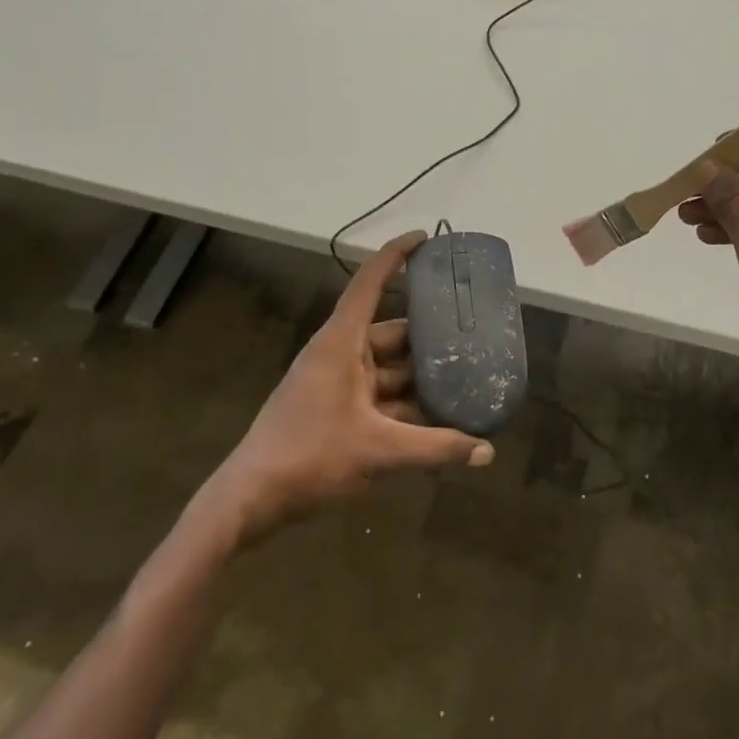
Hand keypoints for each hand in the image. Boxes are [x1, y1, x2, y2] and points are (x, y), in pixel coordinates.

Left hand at [205, 231, 493, 544]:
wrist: (251, 499)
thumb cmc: (310, 456)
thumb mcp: (379, 451)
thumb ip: (436, 448)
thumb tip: (487, 452)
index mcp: (341, 343)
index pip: (369, 283)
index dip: (396, 256)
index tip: (425, 238)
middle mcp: (340, 354)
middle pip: (391, 333)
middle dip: (428, 338)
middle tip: (471, 336)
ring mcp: (336, 383)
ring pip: (388, 370)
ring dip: (420, 378)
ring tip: (465, 381)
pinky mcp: (335, 409)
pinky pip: (379, 396)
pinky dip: (405, 405)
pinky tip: (437, 420)